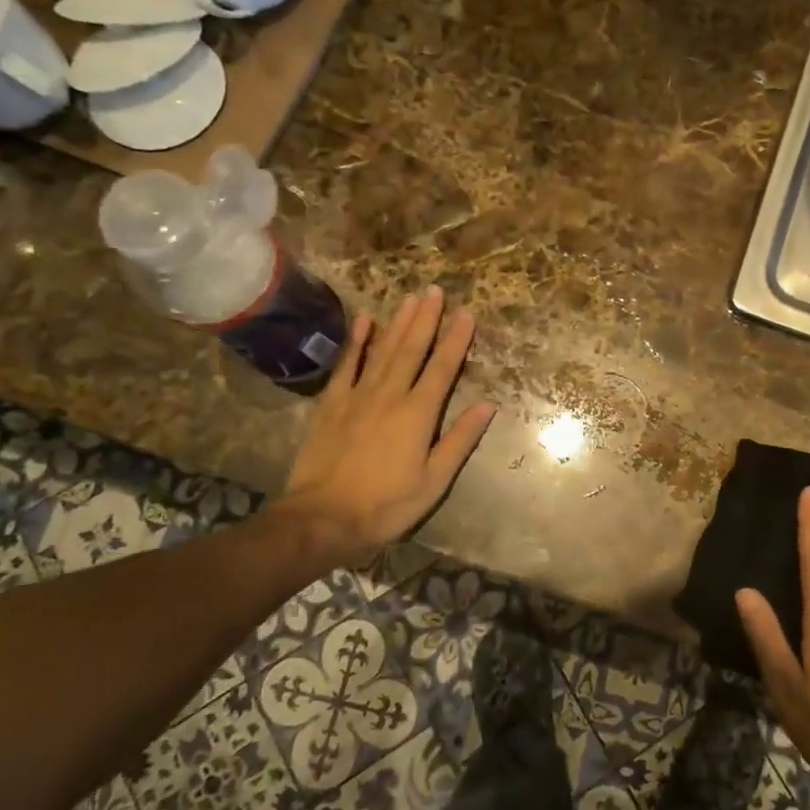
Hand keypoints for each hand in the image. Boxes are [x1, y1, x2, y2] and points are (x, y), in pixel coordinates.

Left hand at [277, 287, 496, 566]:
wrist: (322, 519)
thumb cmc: (386, 505)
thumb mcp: (434, 481)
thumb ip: (460, 440)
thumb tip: (488, 405)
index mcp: (418, 414)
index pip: (442, 368)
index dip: (456, 340)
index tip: (467, 313)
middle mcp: (390, 395)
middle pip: (411, 349)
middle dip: (426, 318)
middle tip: (435, 290)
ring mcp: (358, 396)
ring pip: (383, 350)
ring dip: (398, 322)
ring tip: (410, 297)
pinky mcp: (332, 404)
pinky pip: (347, 365)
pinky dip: (357, 342)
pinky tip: (365, 321)